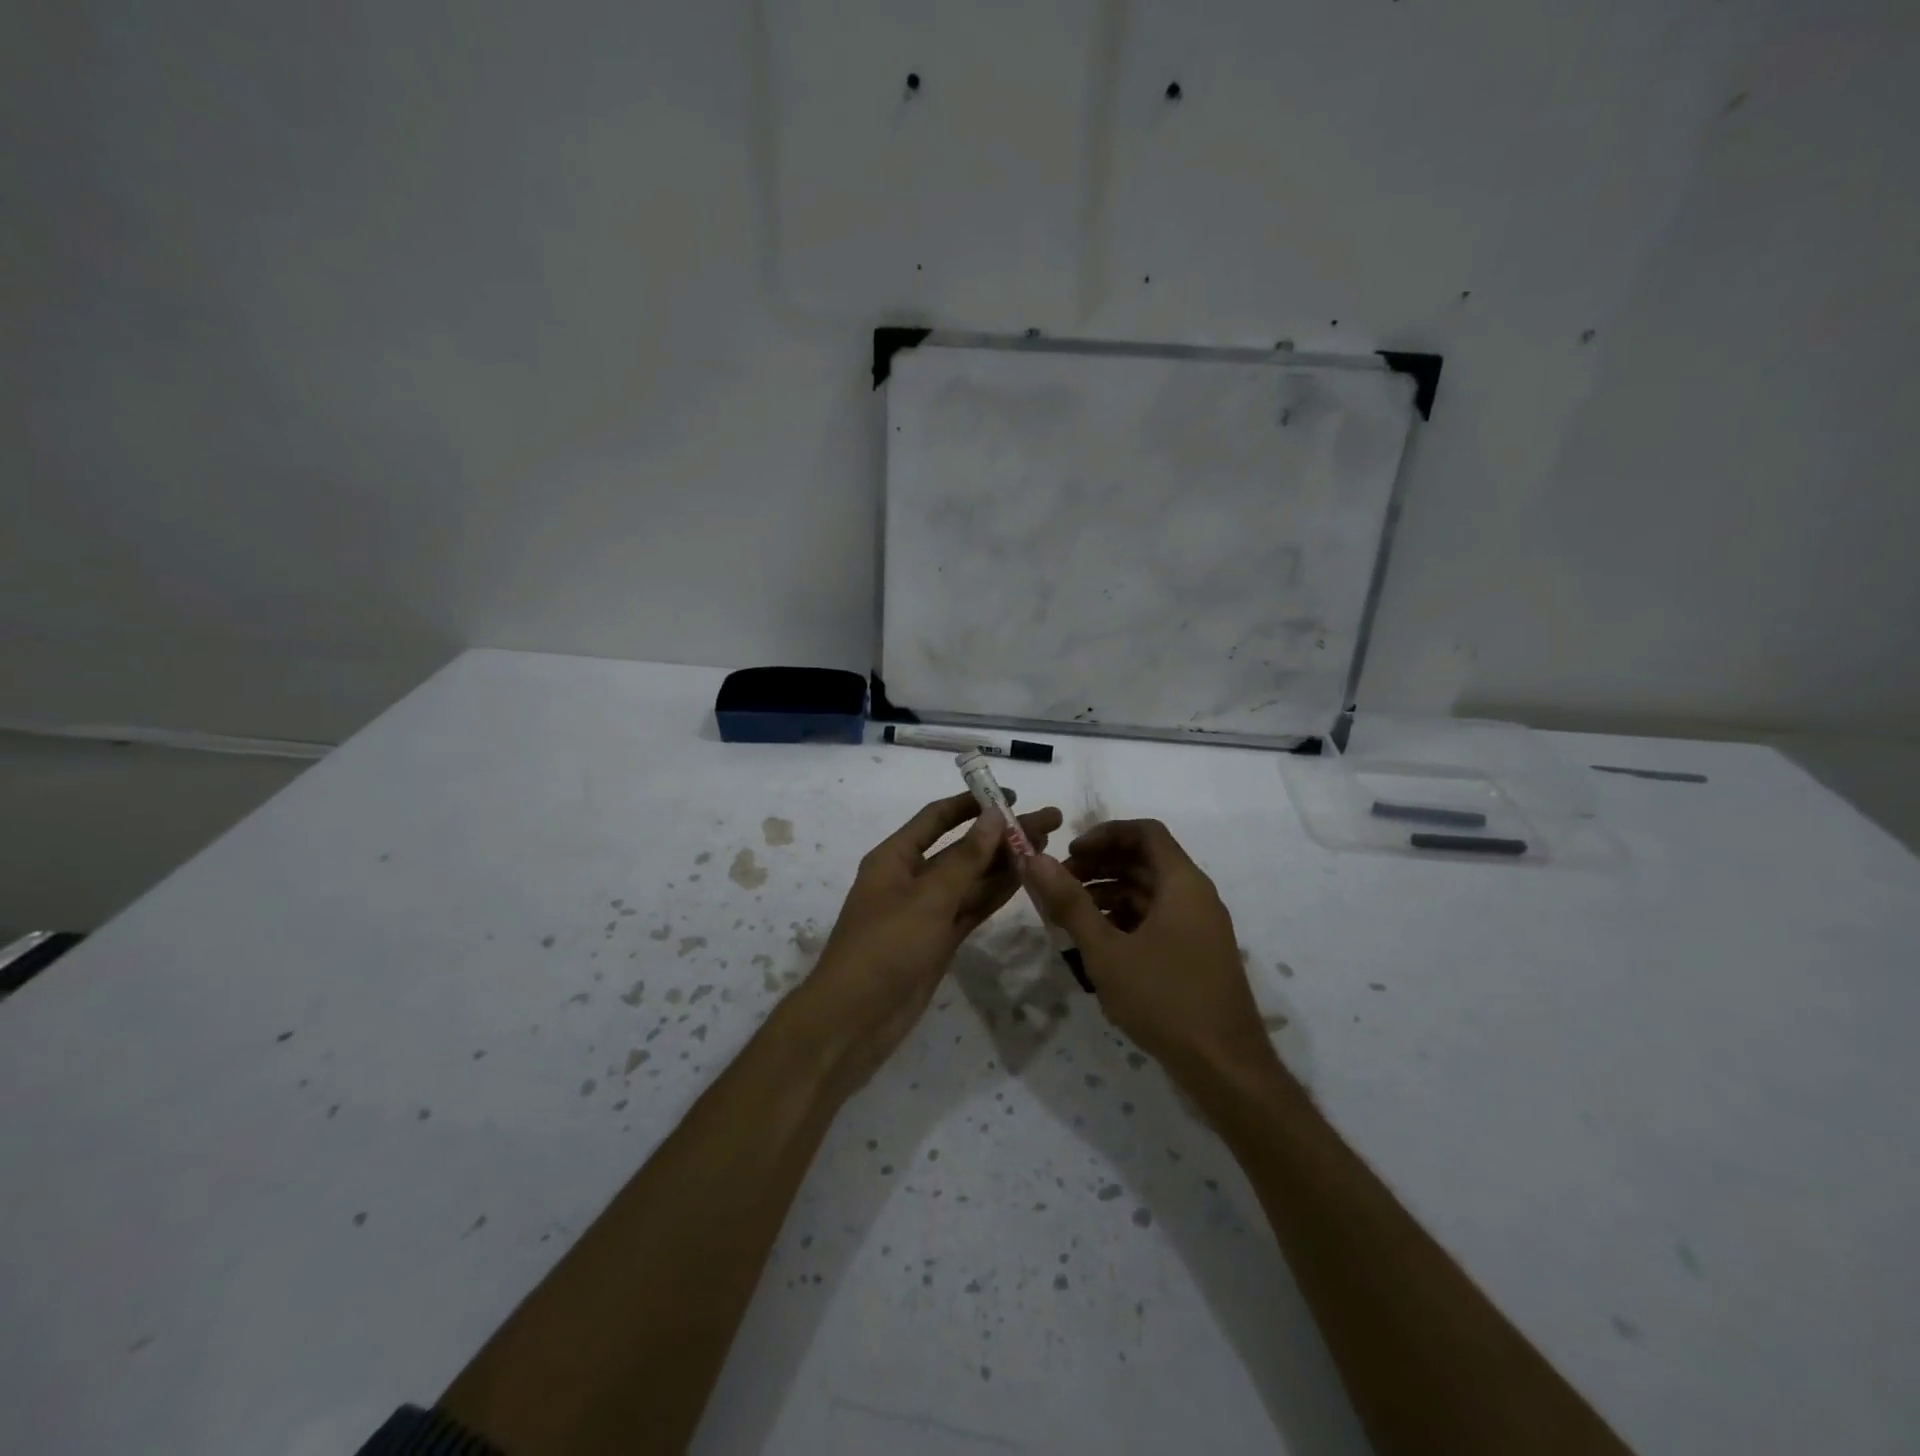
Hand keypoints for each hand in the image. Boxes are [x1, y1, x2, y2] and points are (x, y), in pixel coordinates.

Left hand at [797, 792, 1061, 1091]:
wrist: (856, 1020)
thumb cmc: (885, 947)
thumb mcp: (927, 898)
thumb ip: (965, 858)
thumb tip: (995, 815)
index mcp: (895, 857)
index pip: (937, 818)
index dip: (972, 804)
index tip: (1012, 796)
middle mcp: (911, 878)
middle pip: (963, 847)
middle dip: (1002, 833)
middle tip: (1049, 821)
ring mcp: (927, 911)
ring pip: (972, 878)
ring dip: (1006, 862)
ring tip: (1047, 845)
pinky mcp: (940, 939)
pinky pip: (972, 907)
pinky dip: (996, 893)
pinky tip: (1026, 878)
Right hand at [1022, 819, 1274, 1080]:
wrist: (1225, 1068)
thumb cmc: (1164, 999)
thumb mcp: (1106, 950)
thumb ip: (1069, 903)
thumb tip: (1034, 860)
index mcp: (1183, 883)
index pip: (1145, 832)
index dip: (1104, 834)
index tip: (1070, 853)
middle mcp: (1195, 896)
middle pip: (1145, 861)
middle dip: (1100, 866)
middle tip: (1060, 884)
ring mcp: (1198, 927)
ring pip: (1148, 893)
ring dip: (1108, 895)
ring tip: (1068, 917)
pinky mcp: (1195, 955)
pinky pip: (1157, 920)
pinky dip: (1125, 921)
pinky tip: (1096, 944)